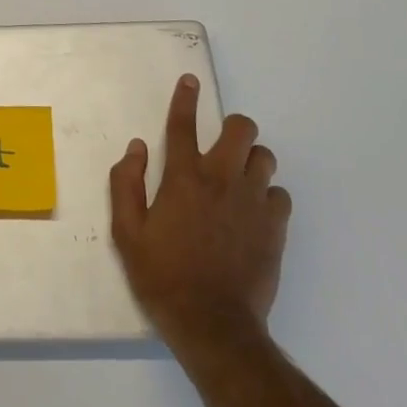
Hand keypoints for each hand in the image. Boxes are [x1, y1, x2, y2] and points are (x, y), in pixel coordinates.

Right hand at [110, 75, 291, 347]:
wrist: (213, 325)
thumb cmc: (162, 277)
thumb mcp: (126, 233)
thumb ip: (126, 184)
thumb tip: (136, 148)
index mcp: (183, 178)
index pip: (183, 125)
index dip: (185, 98)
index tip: (189, 81)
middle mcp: (221, 180)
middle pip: (241, 130)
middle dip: (233, 127)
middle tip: (221, 144)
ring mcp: (253, 203)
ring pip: (265, 157)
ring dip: (251, 160)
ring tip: (238, 178)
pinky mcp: (275, 228)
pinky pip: (280, 194)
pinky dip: (267, 195)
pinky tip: (254, 211)